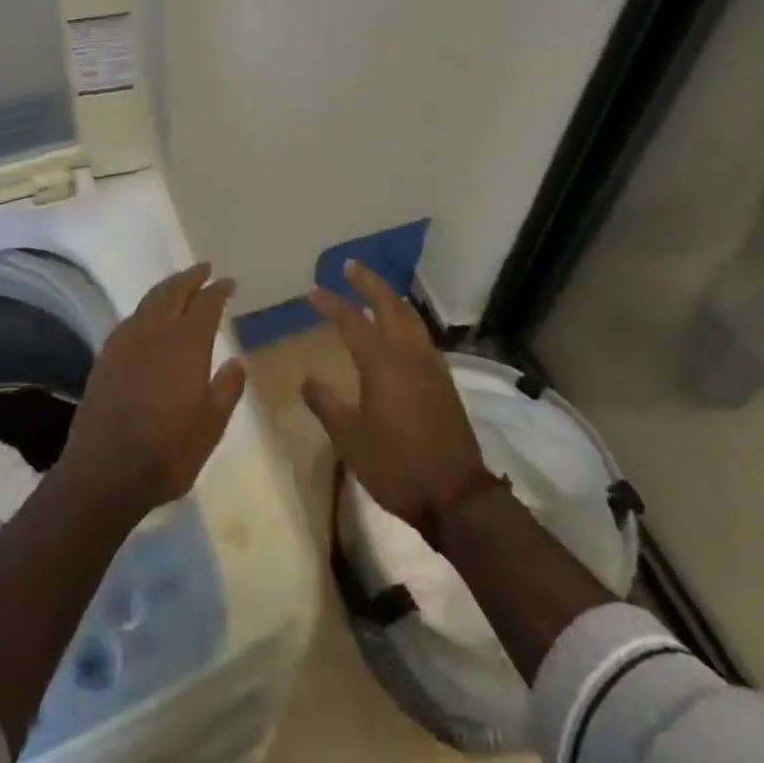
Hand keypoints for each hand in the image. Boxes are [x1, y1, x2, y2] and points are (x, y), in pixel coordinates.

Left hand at [58, 263, 247, 516]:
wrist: (105, 471)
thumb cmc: (168, 450)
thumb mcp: (211, 425)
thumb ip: (227, 389)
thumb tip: (238, 361)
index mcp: (186, 343)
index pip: (206, 303)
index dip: (219, 290)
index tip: (229, 282)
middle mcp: (156, 331)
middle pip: (174, 291)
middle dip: (191, 277)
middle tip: (204, 269)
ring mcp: (126, 341)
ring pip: (149, 300)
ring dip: (167, 288)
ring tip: (178, 285)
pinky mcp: (106, 356)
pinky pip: (131, 319)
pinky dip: (146, 309)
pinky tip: (148, 319)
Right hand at [303, 261, 489, 532]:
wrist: (457, 495)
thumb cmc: (396, 466)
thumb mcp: (350, 439)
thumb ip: (326, 404)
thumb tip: (306, 378)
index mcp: (381, 363)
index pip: (352, 321)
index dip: (331, 304)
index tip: (313, 291)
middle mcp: (408, 354)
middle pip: (389, 305)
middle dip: (368, 282)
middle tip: (350, 267)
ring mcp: (430, 366)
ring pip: (410, 317)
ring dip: (390, 298)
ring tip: (375, 290)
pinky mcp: (444, 381)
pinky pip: (422, 336)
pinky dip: (406, 320)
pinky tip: (401, 330)